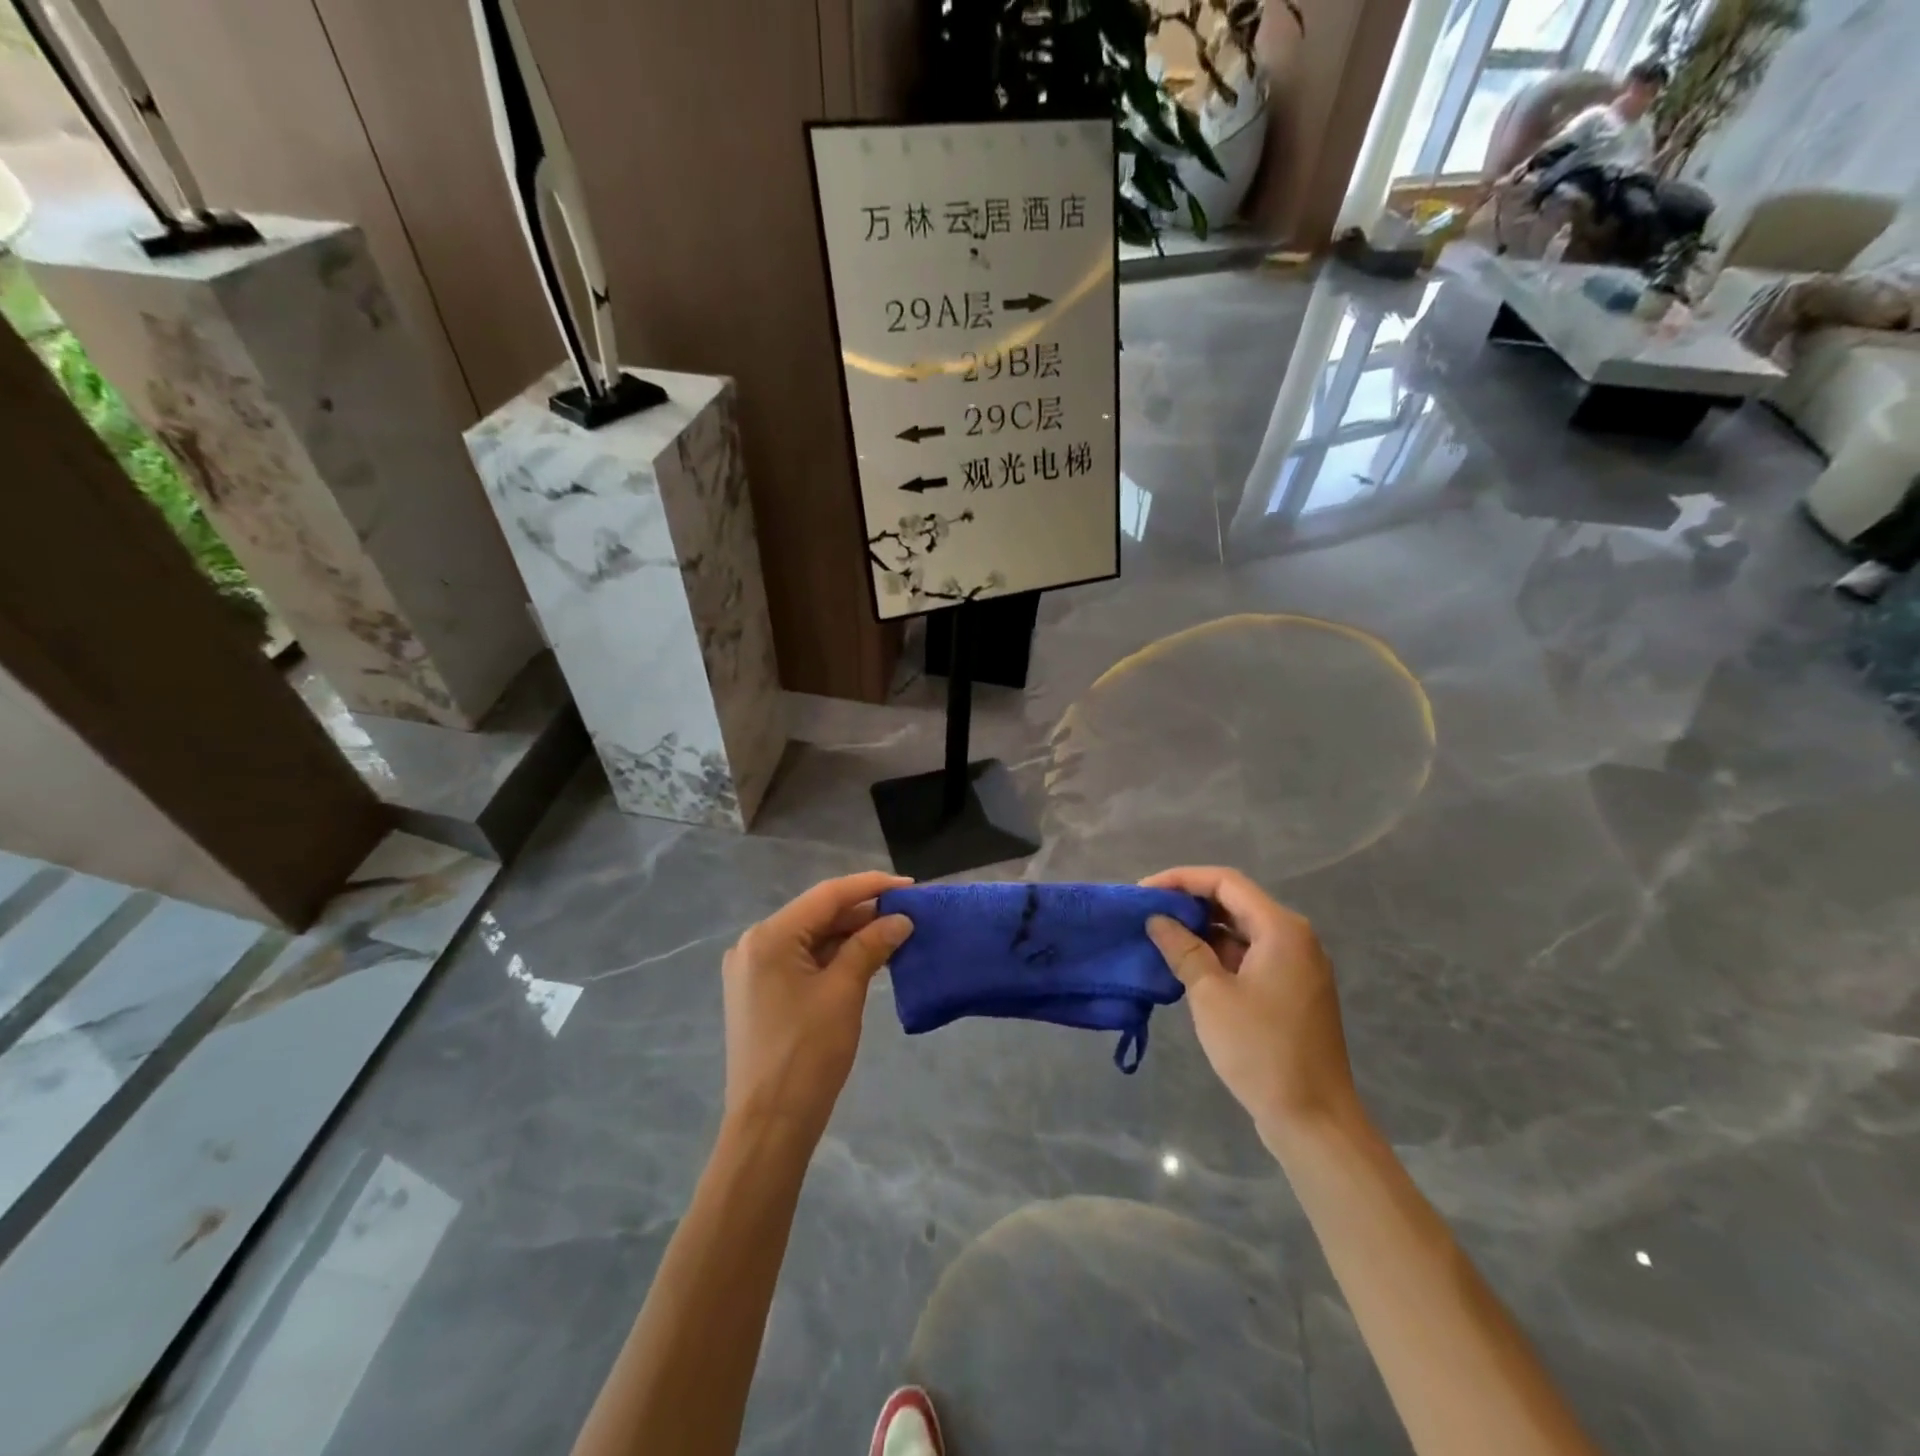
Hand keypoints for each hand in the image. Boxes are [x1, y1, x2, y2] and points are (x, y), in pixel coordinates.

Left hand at [720, 871, 913, 1141]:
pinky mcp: (760, 991)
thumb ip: (870, 946)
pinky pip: (802, 960)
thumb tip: (900, 919)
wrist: (769, 1125)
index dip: (871, 887)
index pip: (827, 896)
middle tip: (907, 913)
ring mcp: (754, 969)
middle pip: (817, 914)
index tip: (910, 886)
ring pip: (811, 937)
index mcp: (769, 937)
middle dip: (863, 912)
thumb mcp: (844, 992)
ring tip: (895, 933)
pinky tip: (866, 957)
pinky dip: (834, 956)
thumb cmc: (807, 1054)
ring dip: (850, 935)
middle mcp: (755, 944)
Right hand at [1142, 867, 1359, 1146]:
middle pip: (1235, 902)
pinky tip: (1188, 965)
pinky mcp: (1292, 990)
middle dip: (1189, 903)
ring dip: (1202, 930)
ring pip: (1242, 930)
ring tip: (1160, 937)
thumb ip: (1182, 949)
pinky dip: (1219, 954)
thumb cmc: (1260, 1050)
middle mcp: (1294, 937)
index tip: (1144, 892)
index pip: (1225, 882)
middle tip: (1147, 913)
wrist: (1314, 1120)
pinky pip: (1251, 955)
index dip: (1181, 879)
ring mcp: (1297, 965)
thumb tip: (1157, 919)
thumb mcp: (1211, 995)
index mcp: (1281, 929)